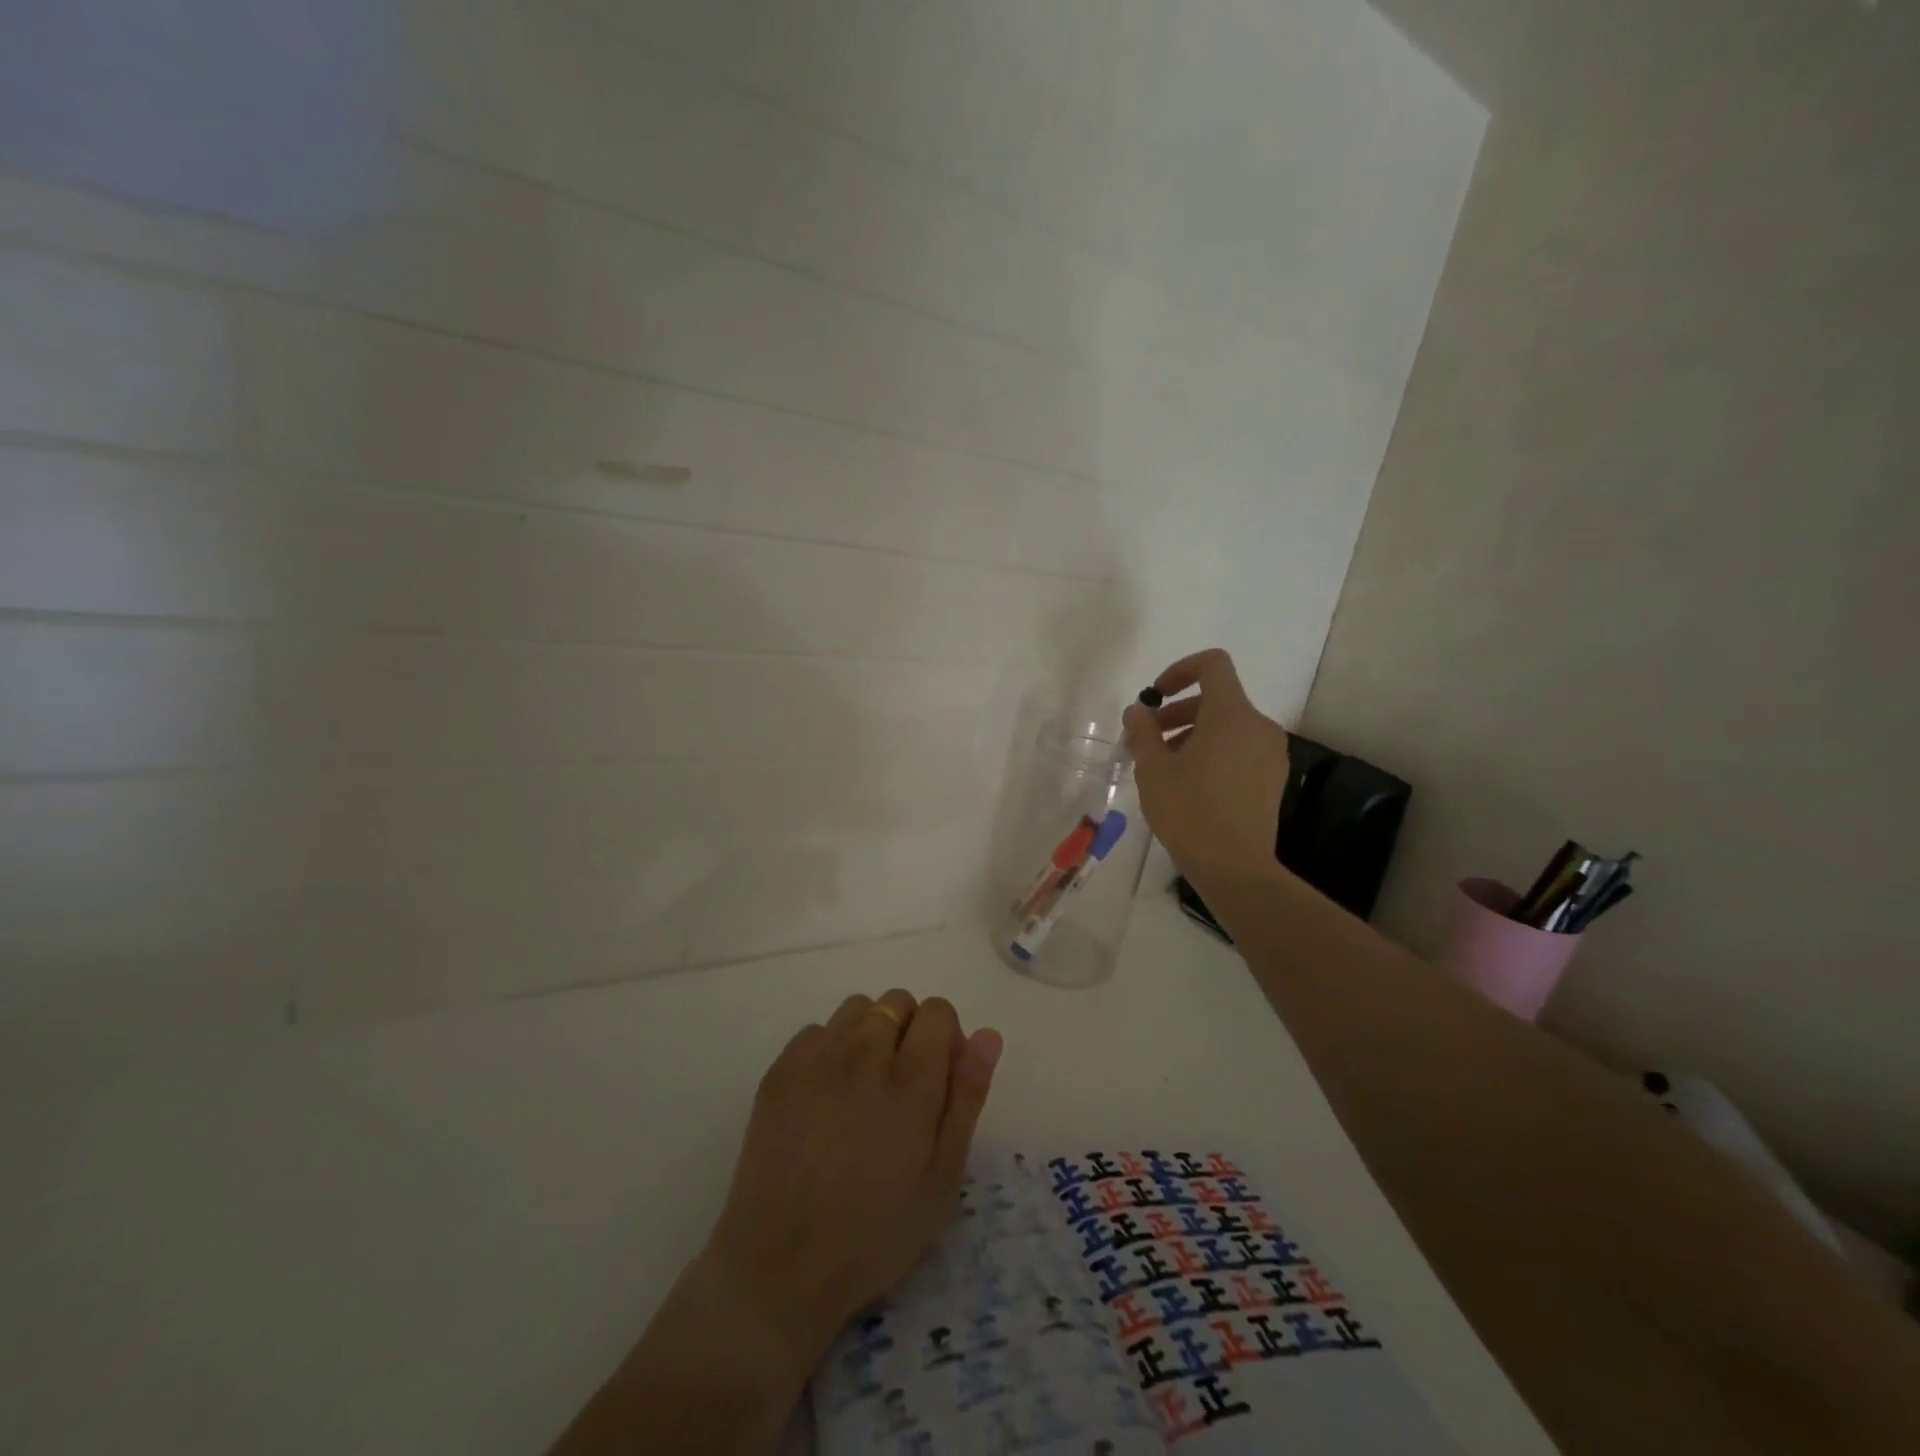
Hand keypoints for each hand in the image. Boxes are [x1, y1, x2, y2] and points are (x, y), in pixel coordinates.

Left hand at [701, 990, 1002, 1375]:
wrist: (780, 1268)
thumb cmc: (875, 1233)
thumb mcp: (942, 1179)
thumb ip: (967, 1098)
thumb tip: (987, 1035)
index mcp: (910, 1080)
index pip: (936, 1010)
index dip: (945, 1037)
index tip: (938, 1078)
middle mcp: (863, 1054)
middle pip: (897, 1002)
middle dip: (909, 1031)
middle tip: (902, 1088)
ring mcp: (816, 1059)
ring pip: (856, 1008)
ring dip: (870, 1033)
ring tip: (863, 1087)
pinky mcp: (780, 1070)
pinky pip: (816, 1031)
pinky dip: (830, 1049)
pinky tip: (826, 1097)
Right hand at [1123, 648, 1289, 875]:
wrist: (1235, 867)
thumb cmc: (1189, 811)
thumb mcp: (1153, 769)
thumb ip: (1143, 732)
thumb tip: (1138, 711)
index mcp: (1231, 714)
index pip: (1213, 665)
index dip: (1180, 670)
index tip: (1156, 696)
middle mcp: (1258, 725)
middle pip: (1217, 699)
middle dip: (1178, 712)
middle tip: (1148, 740)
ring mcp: (1271, 753)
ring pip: (1228, 726)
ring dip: (1193, 735)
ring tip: (1164, 767)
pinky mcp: (1273, 778)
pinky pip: (1240, 749)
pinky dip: (1214, 753)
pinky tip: (1190, 785)